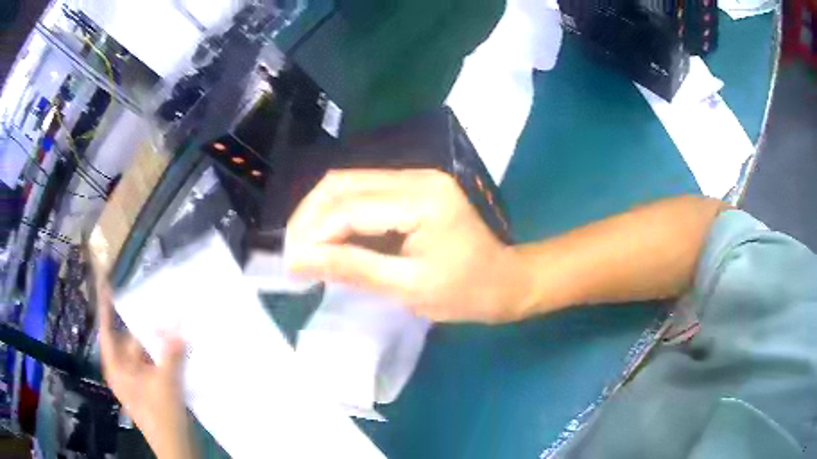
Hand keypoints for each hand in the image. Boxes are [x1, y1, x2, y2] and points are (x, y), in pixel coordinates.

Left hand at [97, 281, 195, 458]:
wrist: (175, 446)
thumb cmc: (160, 415)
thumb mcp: (165, 382)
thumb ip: (171, 352)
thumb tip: (180, 323)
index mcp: (117, 367)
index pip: (106, 330)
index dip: (106, 307)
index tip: (108, 283)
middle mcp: (124, 370)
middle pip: (130, 340)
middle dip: (144, 324)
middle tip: (158, 302)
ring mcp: (138, 379)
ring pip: (145, 351)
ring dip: (157, 340)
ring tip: (172, 321)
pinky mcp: (151, 387)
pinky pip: (155, 362)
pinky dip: (164, 353)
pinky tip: (178, 345)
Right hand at [285, 170, 534, 322]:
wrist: (506, 280)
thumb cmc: (466, 292)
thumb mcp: (409, 288)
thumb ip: (353, 268)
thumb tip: (300, 259)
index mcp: (422, 200)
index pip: (349, 207)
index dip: (313, 233)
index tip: (290, 263)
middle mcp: (416, 177)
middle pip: (342, 183)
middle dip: (308, 217)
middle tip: (292, 253)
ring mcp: (415, 178)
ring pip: (347, 183)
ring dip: (319, 213)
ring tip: (304, 248)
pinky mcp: (412, 187)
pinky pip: (362, 192)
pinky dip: (338, 214)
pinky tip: (328, 237)